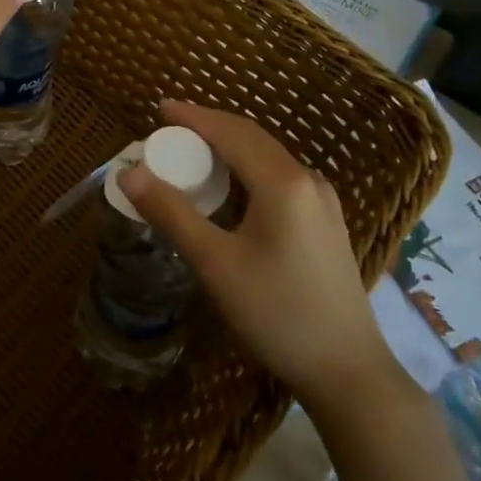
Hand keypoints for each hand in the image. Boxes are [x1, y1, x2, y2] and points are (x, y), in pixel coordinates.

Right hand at [117, 100, 391, 406]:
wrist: (349, 373)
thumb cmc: (277, 313)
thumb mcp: (216, 263)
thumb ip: (172, 212)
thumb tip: (130, 173)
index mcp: (282, 181)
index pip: (230, 131)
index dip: (192, 116)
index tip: (159, 107)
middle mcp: (306, 179)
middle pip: (251, 137)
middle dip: (209, 127)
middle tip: (169, 130)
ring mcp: (322, 201)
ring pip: (267, 157)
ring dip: (229, 147)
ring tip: (193, 153)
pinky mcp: (326, 222)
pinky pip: (279, 177)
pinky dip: (247, 169)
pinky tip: (231, 189)